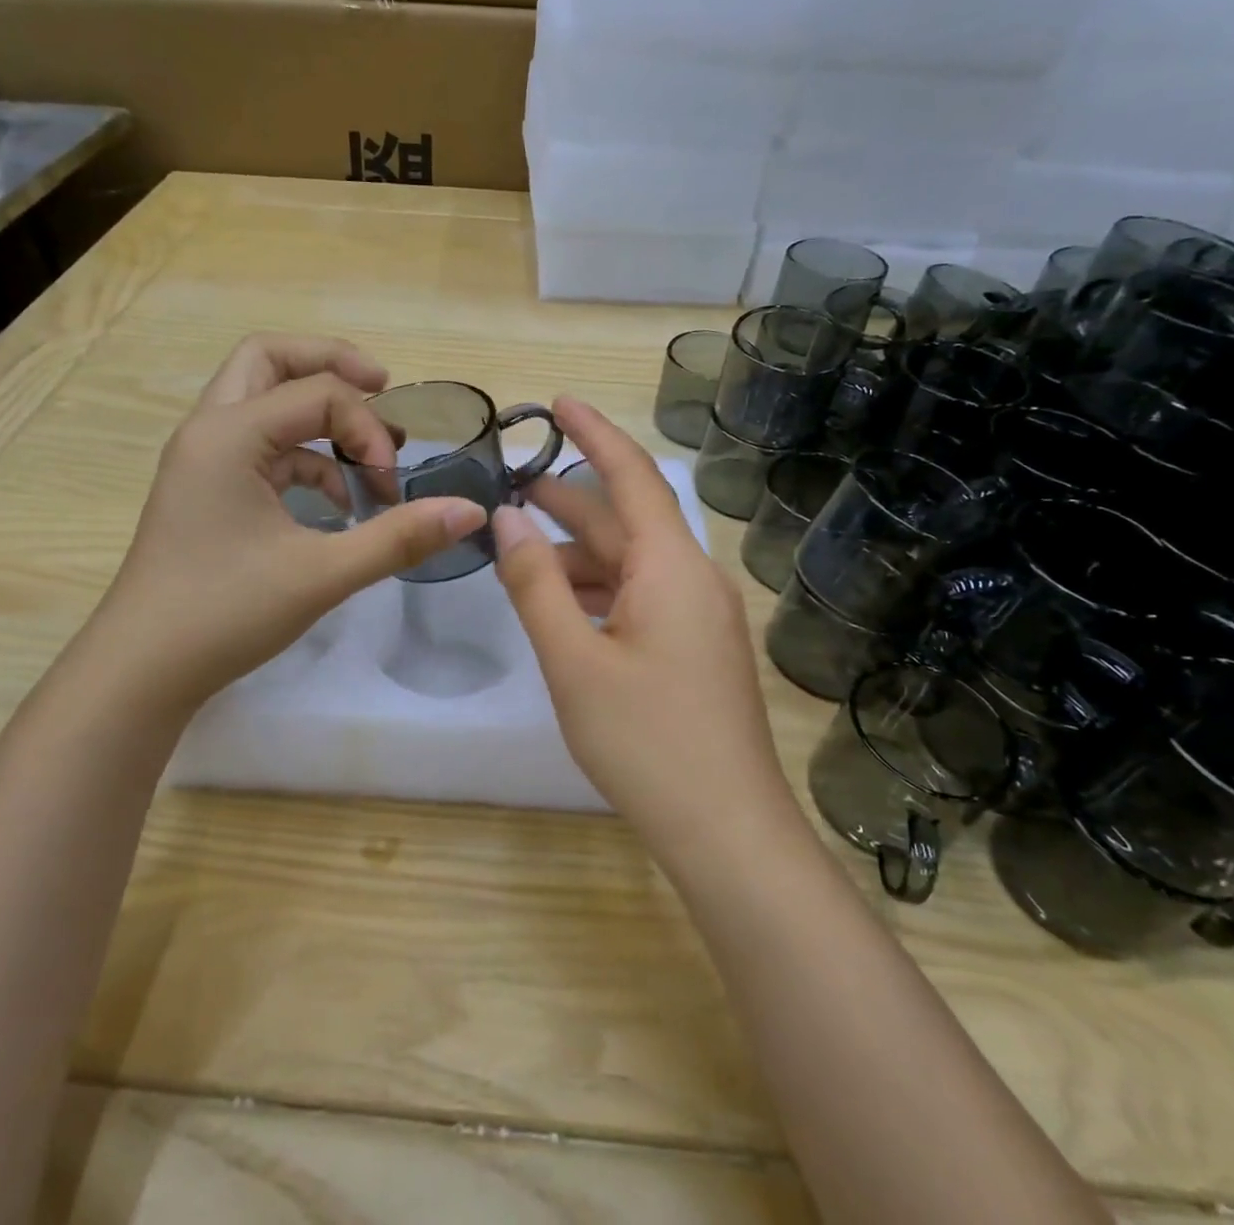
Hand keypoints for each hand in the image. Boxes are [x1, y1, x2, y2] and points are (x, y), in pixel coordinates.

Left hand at [90, 334, 485, 715]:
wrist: (142, 671)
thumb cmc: (224, 613)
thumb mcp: (322, 574)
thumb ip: (399, 537)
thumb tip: (469, 512)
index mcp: (229, 433)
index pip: (318, 393)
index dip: (368, 430)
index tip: (392, 486)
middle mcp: (209, 430)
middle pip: (271, 359)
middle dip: (332, 366)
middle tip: (382, 387)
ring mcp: (203, 459)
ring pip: (263, 400)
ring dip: (319, 416)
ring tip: (368, 456)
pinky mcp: (207, 490)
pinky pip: (262, 447)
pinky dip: (304, 458)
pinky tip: (337, 504)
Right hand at [492, 397, 797, 862]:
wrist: (727, 832)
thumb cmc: (646, 742)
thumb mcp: (573, 660)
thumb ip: (535, 584)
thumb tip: (506, 520)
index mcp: (671, 567)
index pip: (631, 476)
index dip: (593, 434)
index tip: (557, 401)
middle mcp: (693, 579)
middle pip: (626, 521)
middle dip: (569, 501)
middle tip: (512, 486)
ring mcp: (700, 616)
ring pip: (632, 564)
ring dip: (578, 555)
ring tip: (522, 553)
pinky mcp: (697, 649)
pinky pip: (642, 598)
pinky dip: (599, 591)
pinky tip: (563, 607)